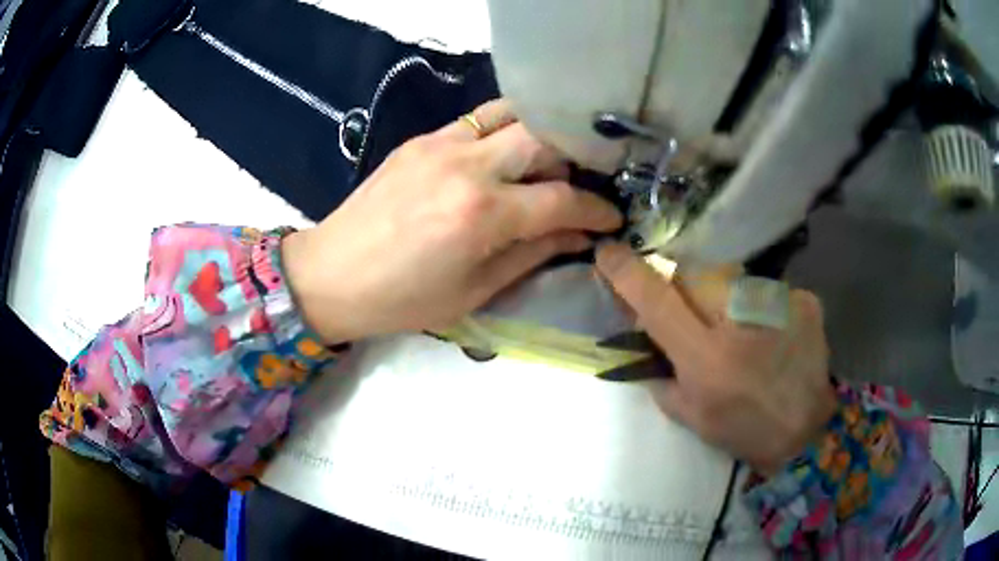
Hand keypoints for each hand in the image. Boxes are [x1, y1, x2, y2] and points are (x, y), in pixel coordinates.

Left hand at [282, 99, 622, 342]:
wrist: (331, 274)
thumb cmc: (402, 299)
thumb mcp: (475, 290)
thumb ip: (532, 255)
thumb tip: (577, 236)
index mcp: (481, 214)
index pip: (562, 199)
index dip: (596, 209)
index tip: (612, 217)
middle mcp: (467, 165)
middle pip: (545, 139)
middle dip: (573, 162)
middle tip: (577, 187)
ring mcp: (441, 143)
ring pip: (513, 115)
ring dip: (540, 136)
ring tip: (544, 165)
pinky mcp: (421, 138)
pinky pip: (477, 120)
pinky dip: (503, 132)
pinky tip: (502, 157)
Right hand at [595, 243, 836, 475]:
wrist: (806, 430)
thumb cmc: (744, 430)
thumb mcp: (690, 416)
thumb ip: (660, 374)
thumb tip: (643, 332)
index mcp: (707, 359)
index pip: (657, 301)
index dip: (627, 273)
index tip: (608, 253)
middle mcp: (742, 322)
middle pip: (693, 275)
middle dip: (683, 289)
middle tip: (696, 319)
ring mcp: (778, 304)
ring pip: (731, 279)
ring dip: (724, 300)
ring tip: (742, 333)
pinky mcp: (803, 299)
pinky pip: (765, 289)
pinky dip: (760, 308)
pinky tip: (771, 334)